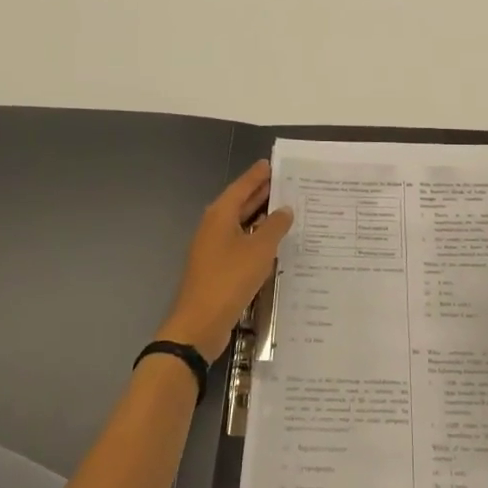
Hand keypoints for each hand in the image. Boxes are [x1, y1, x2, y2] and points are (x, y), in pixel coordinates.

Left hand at [158, 160, 293, 361]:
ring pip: (241, 224)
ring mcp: (214, 248)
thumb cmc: (229, 279)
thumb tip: (285, 209)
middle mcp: (215, 226)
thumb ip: (274, 226)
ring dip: (261, 217)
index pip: (242, 186)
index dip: (258, 175)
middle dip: (261, 193)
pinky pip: (240, 243)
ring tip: (287, 209)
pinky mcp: (218, 267)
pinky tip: (274, 243)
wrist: (200, 323)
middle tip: (286, 183)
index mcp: (220, 214)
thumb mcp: (259, 249)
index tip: (273, 163)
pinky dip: (256, 238)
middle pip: (240, 203)